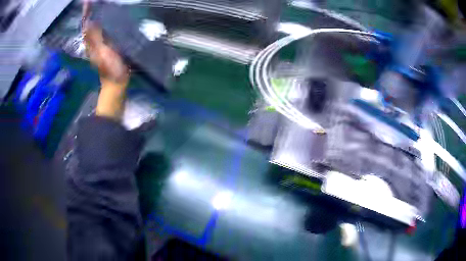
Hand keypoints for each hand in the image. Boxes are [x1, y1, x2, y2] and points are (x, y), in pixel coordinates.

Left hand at [82, 0, 128, 119]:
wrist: (116, 81)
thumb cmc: (110, 68)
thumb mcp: (101, 52)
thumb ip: (95, 38)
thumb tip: (88, 22)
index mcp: (90, 42)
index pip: (86, 24)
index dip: (86, 13)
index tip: (87, 1)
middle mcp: (93, 41)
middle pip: (90, 23)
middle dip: (91, 11)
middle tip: (93, 0)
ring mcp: (100, 42)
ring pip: (96, 25)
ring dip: (96, 14)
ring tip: (99, 4)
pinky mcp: (108, 43)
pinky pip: (104, 29)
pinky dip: (104, 21)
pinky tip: (109, 15)